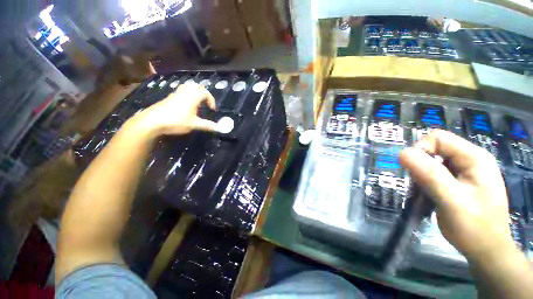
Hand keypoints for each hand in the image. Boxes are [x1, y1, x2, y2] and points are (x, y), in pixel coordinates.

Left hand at [134, 82, 217, 135]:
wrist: (153, 121)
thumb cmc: (176, 121)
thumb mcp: (194, 124)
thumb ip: (207, 125)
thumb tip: (218, 128)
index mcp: (193, 96)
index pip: (205, 93)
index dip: (211, 100)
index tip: (212, 109)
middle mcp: (185, 92)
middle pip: (196, 86)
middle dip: (203, 93)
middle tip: (206, 103)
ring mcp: (176, 94)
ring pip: (188, 87)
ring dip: (195, 93)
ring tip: (197, 103)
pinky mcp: (170, 97)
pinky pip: (181, 91)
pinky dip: (187, 95)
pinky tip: (187, 106)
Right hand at [399, 130, 512, 260]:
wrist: (486, 251)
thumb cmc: (474, 228)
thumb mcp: (452, 201)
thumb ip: (429, 175)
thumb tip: (402, 153)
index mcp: (474, 157)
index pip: (438, 138)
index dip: (420, 151)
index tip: (414, 173)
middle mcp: (471, 159)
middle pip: (434, 149)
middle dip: (421, 166)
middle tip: (421, 186)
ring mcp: (466, 171)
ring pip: (432, 161)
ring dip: (422, 176)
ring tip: (425, 194)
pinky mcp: (459, 181)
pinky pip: (435, 172)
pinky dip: (426, 182)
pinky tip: (429, 196)